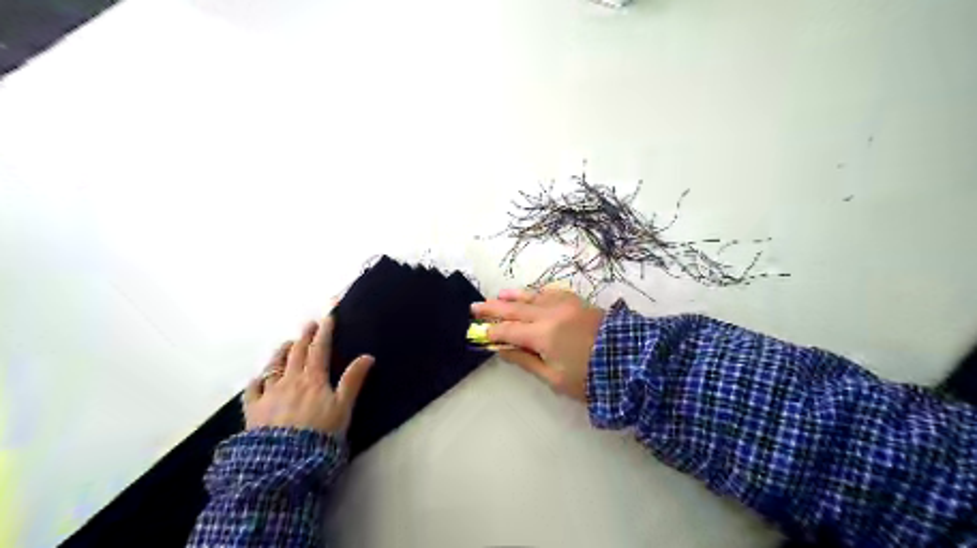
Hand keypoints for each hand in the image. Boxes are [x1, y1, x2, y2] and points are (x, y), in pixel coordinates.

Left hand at [247, 315, 374, 433]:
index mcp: (313, 379)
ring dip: (282, 352)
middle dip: (305, 336)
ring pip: (275, 366)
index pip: (319, 349)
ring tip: (287, 343)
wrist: (285, 462)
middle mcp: (290, 381)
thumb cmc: (321, 434)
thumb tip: (367, 356)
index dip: (324, 332)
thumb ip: (353, 380)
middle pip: (297, 353)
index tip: (327, 317)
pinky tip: (259, 377)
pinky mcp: (254, 410)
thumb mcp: (343, 407)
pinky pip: (253, 390)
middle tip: (309, 324)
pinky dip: (257, 380)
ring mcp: (269, 394)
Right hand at [471, 288, 604, 402]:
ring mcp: (564, 304)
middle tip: (475, 306)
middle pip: (515, 309)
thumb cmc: (590, 377)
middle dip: (493, 308)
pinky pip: (551, 292)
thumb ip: (525, 361)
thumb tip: (501, 349)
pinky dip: (537, 292)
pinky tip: (532, 293)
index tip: (477, 331)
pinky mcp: (577, 301)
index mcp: (543, 335)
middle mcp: (550, 314)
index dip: (491, 331)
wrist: (631, 361)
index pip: (508, 330)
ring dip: (512, 296)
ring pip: (532, 297)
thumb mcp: (554, 378)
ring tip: (497, 295)